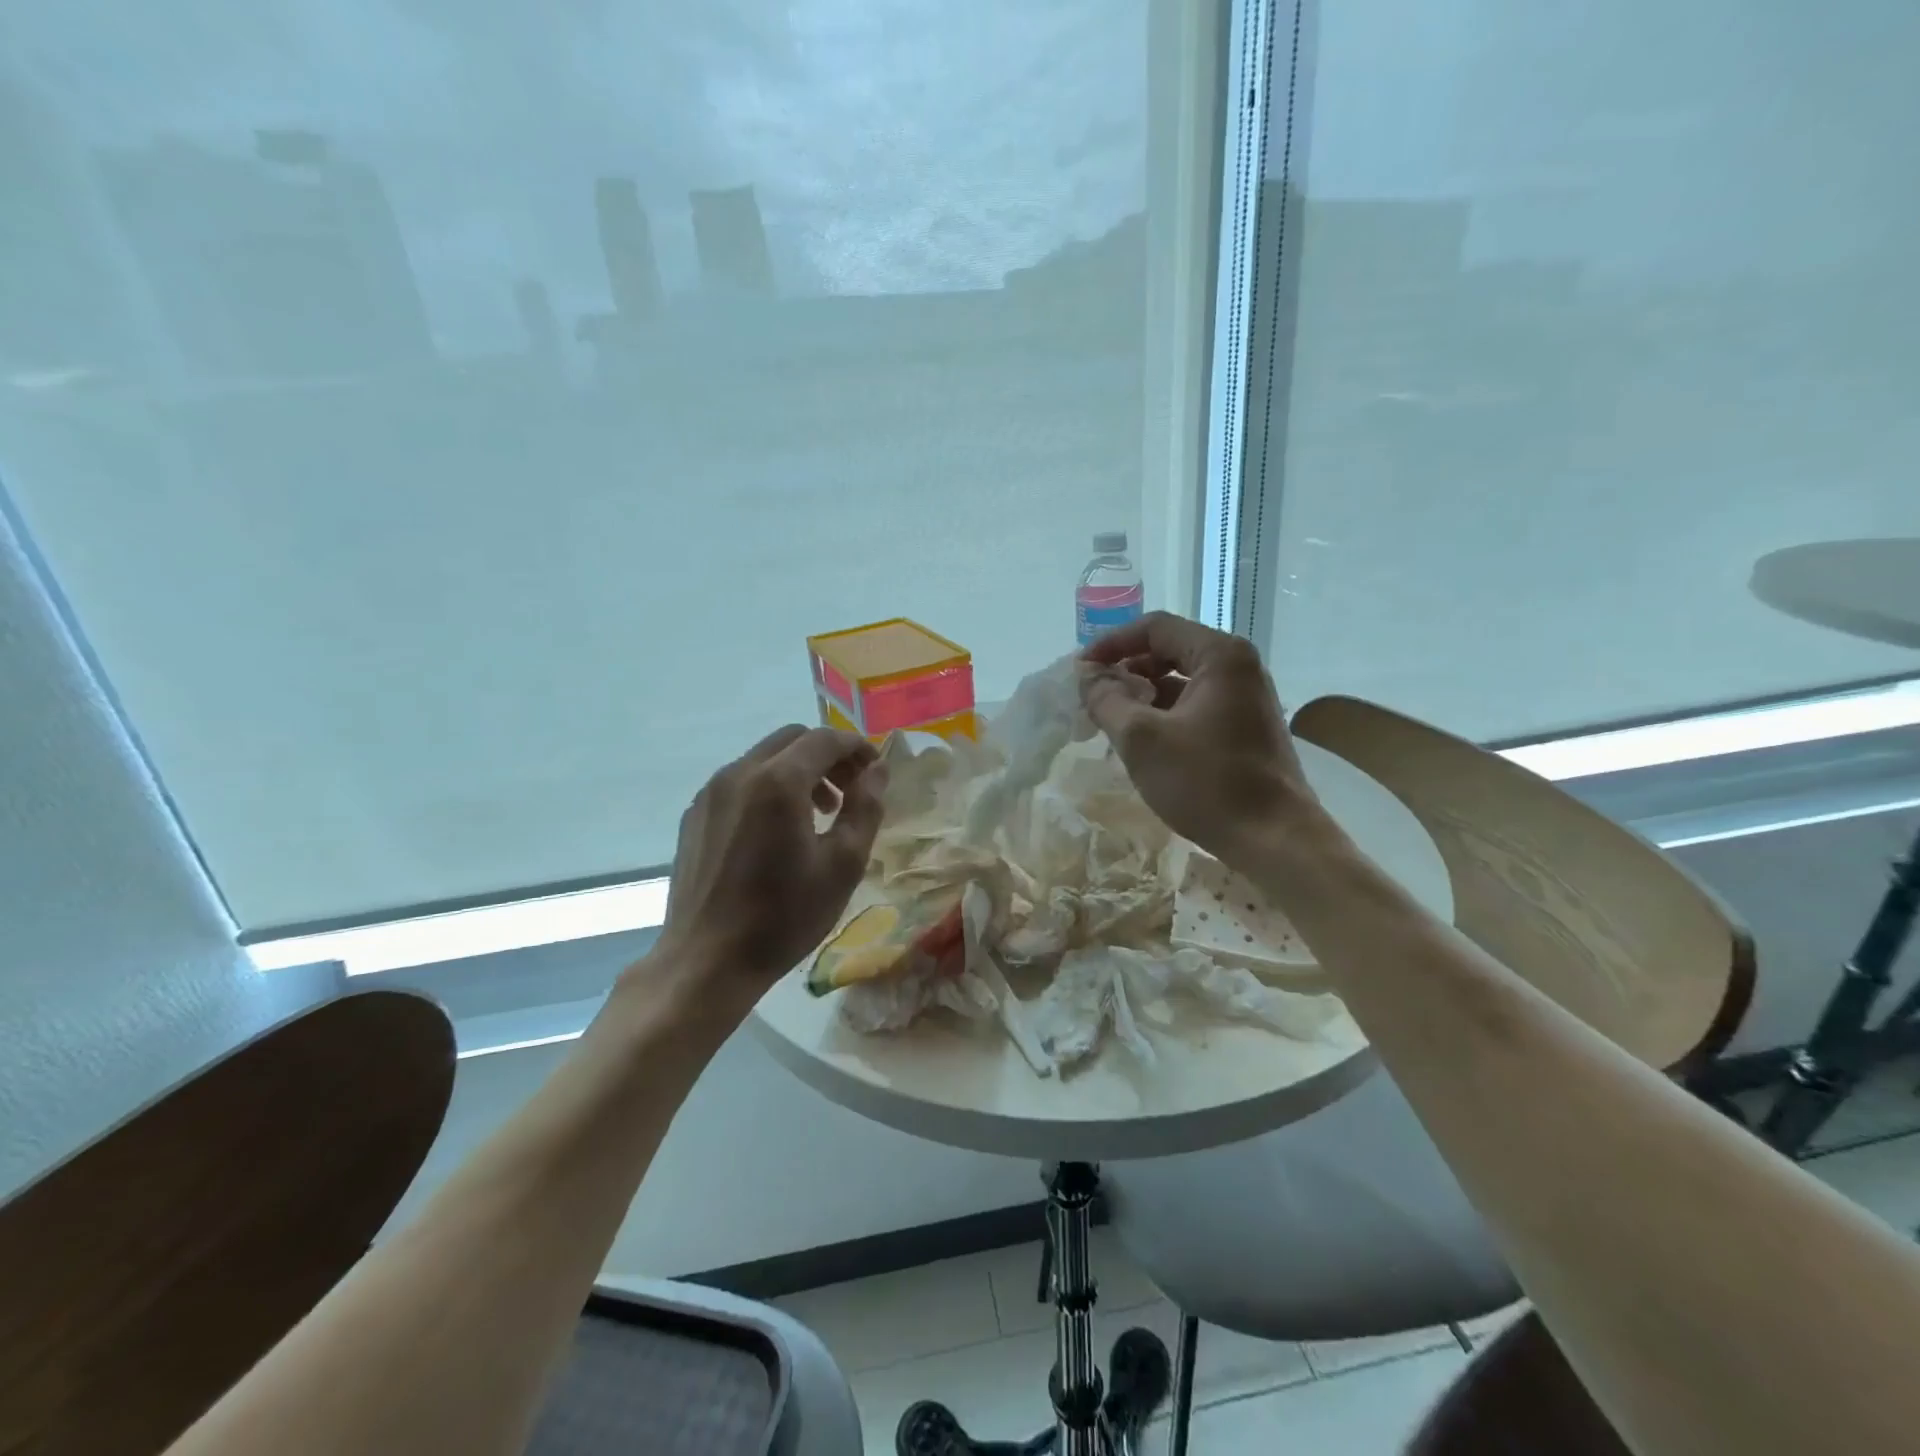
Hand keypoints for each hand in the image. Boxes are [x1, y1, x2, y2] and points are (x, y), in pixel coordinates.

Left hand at [645, 725, 887, 1019]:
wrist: (706, 961)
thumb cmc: (784, 916)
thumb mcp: (843, 865)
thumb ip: (865, 808)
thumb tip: (877, 771)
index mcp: (778, 782)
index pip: (825, 739)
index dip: (857, 747)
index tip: (876, 770)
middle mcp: (739, 773)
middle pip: (792, 739)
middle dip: (828, 756)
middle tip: (850, 791)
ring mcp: (710, 793)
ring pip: (764, 758)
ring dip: (799, 771)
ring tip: (819, 814)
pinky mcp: (694, 815)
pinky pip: (740, 782)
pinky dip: (769, 787)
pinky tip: (777, 832)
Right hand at [1079, 612, 1315, 869]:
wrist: (1274, 839)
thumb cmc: (1206, 782)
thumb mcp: (1141, 738)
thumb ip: (1106, 699)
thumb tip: (1087, 675)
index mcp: (1220, 655)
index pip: (1155, 628)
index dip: (1111, 644)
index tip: (1080, 671)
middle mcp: (1239, 667)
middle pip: (1170, 650)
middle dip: (1127, 669)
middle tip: (1093, 695)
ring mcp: (1246, 698)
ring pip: (1182, 681)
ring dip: (1143, 694)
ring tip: (1110, 719)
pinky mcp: (1246, 727)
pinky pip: (1196, 705)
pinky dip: (1165, 714)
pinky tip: (1142, 740)